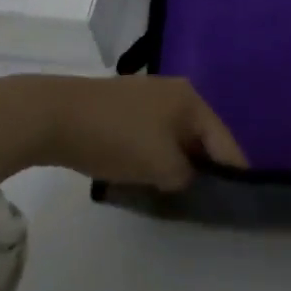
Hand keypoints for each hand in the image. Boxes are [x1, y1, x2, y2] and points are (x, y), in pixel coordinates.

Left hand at [0, 74, 246, 187]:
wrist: (50, 114)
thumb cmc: (115, 137)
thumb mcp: (160, 165)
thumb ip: (185, 176)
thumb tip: (187, 178)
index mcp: (192, 100)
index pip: (224, 141)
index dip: (234, 171)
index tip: (240, 199)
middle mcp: (175, 91)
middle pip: (200, 136)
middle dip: (203, 166)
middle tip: (205, 199)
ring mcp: (146, 95)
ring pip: (174, 135)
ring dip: (176, 160)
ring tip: (174, 190)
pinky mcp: (120, 104)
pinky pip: (151, 133)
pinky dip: (154, 152)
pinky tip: (145, 172)